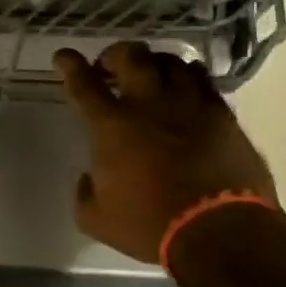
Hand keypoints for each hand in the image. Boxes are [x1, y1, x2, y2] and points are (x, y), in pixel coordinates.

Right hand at [55, 42, 276, 265]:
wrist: (219, 231)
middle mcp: (149, 105)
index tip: (63, 57)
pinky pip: (203, 81)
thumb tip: (90, 177)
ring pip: (171, 62)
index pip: (83, 84)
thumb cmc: (149, 225)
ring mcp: (189, 105)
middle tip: (110, 66)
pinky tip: (186, 89)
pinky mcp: (222, 115)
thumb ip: (85, 191)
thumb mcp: (96, 218)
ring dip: (155, 63)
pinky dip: (189, 78)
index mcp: (112, 127)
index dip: (70, 66)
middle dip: (115, 54)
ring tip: (151, 74)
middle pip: (131, 57)